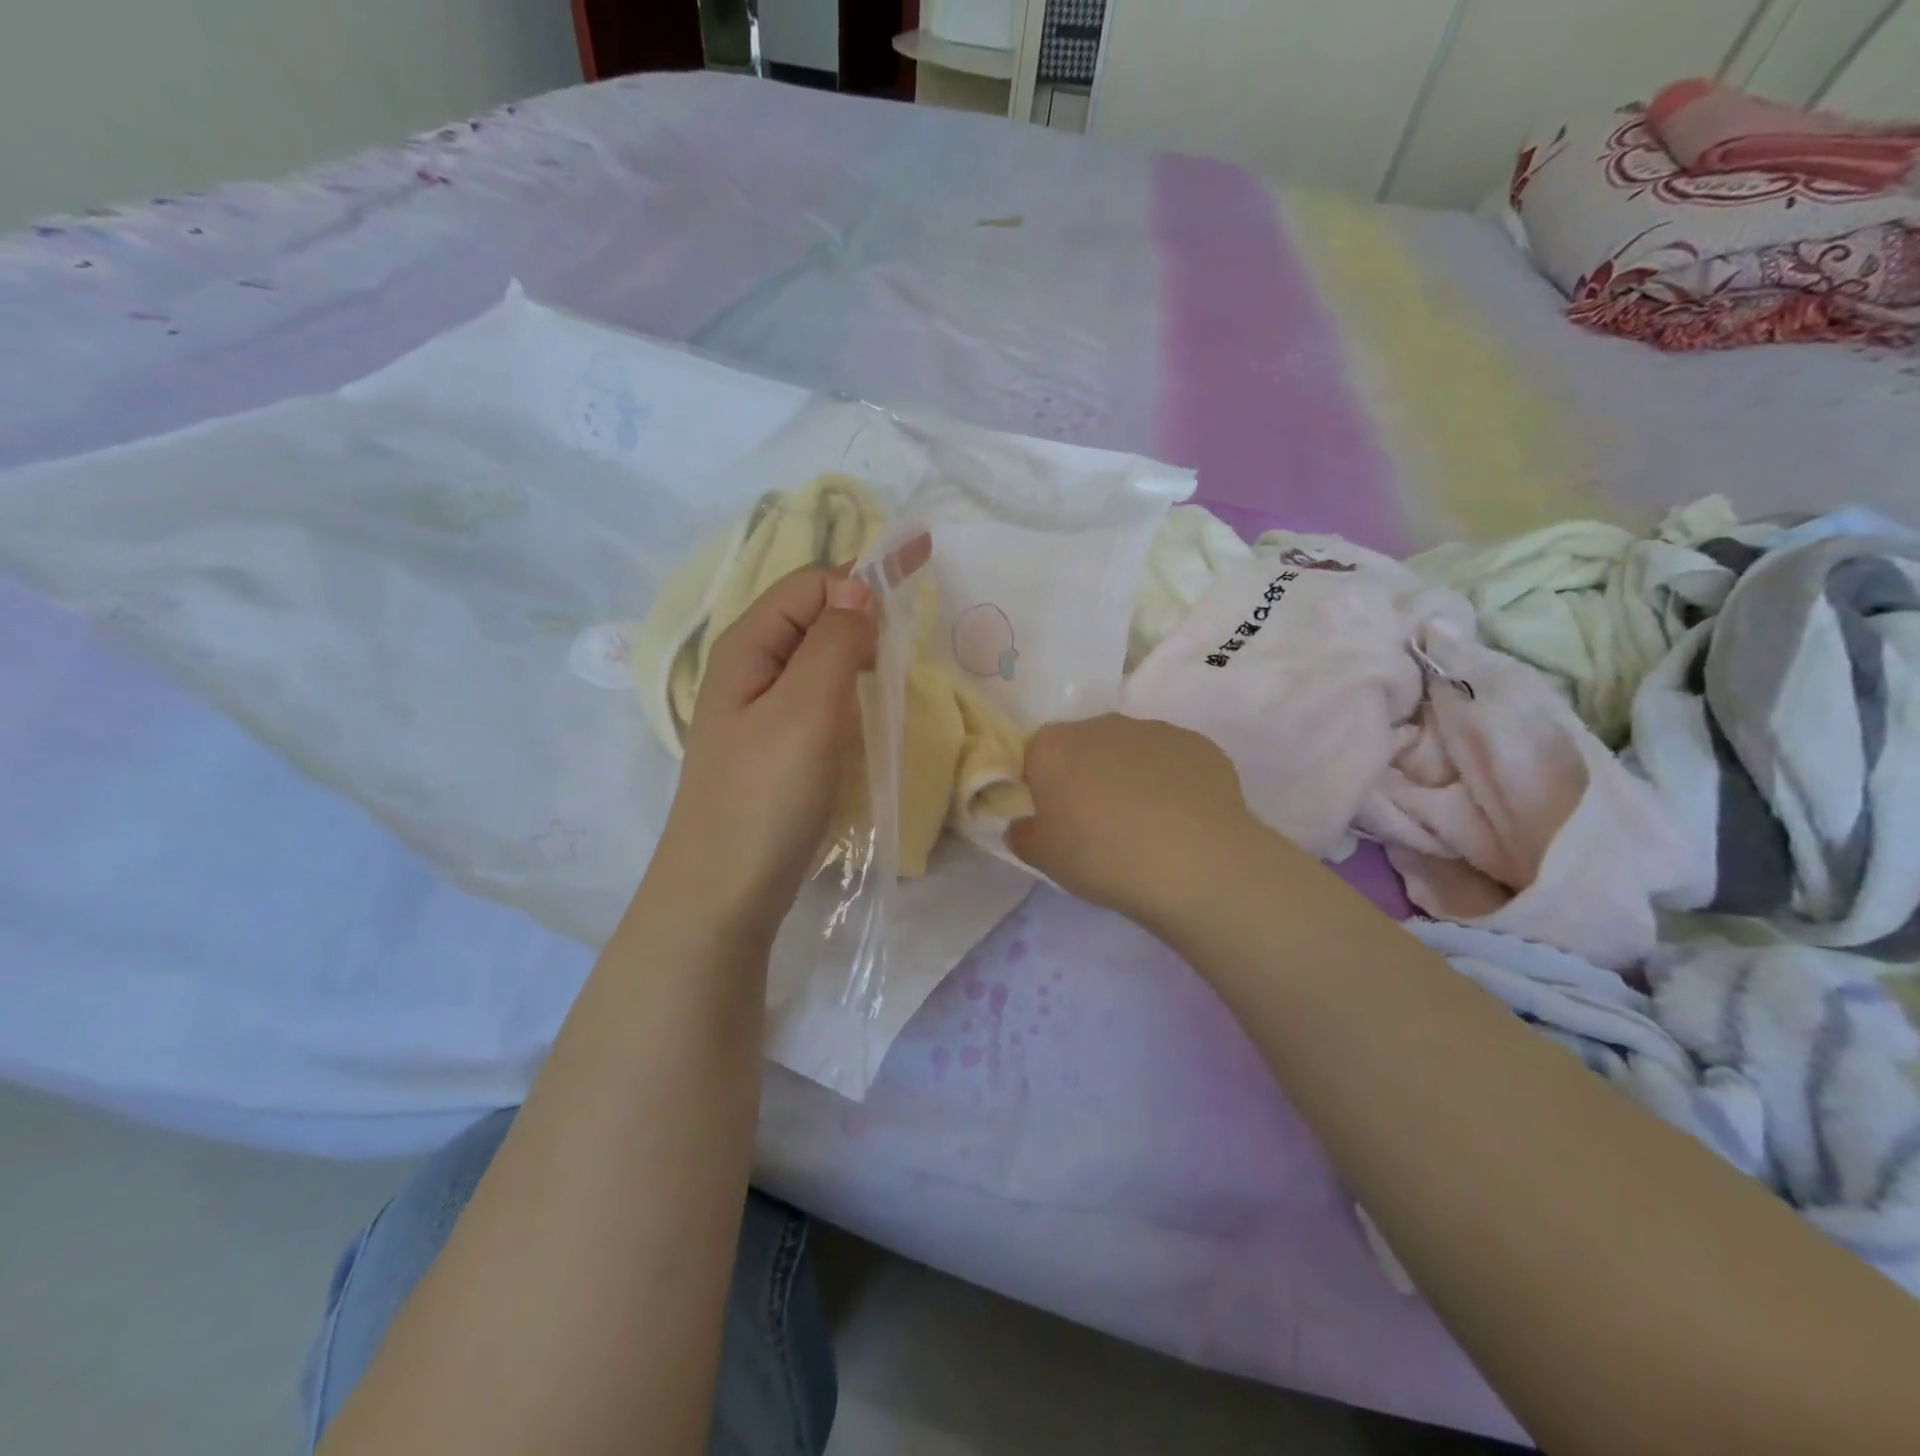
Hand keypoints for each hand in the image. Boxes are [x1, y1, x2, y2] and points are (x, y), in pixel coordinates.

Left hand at [652, 533, 932, 938]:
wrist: (723, 894)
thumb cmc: (763, 799)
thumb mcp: (804, 712)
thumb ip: (834, 642)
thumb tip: (861, 587)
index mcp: (747, 646)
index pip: (812, 583)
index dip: (864, 577)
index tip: (919, 585)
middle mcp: (750, 667)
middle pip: (814, 614)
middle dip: (865, 608)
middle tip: (916, 628)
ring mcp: (762, 709)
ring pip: (820, 656)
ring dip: (861, 648)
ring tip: (901, 663)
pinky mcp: (779, 744)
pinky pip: (821, 695)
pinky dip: (852, 687)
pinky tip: (873, 706)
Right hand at [1008, 713, 1259, 925]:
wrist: (1196, 863)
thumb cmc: (1103, 857)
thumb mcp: (1043, 859)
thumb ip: (1023, 834)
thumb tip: (1025, 823)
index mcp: (1053, 746)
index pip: (1035, 756)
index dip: (1043, 787)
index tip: (1055, 819)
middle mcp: (1101, 725)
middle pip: (1083, 747)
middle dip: (1087, 777)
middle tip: (1098, 825)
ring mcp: (1154, 730)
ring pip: (1130, 751)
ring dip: (1130, 777)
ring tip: (1146, 826)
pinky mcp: (1198, 744)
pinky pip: (1172, 762)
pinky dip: (1172, 783)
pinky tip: (1182, 821)